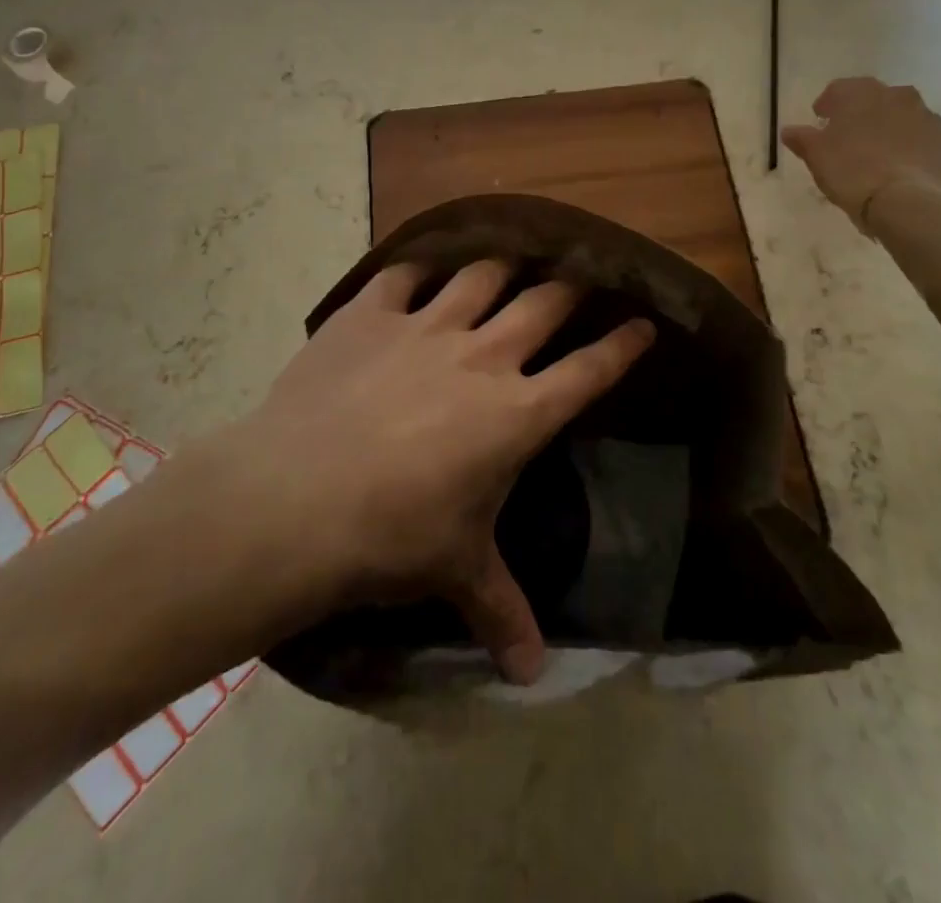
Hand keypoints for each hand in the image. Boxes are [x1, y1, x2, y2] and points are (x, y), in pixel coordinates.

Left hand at [244, 260, 653, 682]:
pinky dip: (414, 271)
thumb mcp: (457, 570)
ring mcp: (425, 326)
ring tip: (510, 263)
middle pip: (545, 304)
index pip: (590, 371)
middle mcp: (482, 355)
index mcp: (517, 413)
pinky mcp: (369, 315)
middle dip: (571, 289)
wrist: (297, 498)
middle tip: (581, 279)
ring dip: (501, 267)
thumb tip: (532, 676)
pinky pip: (401, 276)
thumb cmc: (393, 537)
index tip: (644, 324)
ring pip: (480, 276)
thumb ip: (501, 611)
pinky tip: (417, 272)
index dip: (622, 346)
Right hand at [781, 77, 940, 230]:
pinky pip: (928, 142)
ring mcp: (931, 119)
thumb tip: (789, 130)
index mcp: (863, 94)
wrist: (904, 202)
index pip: (841, 89)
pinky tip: (905, 170)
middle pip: (877, 100)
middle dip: (864, 115)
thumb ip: (802, 138)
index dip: (829, 104)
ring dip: (893, 131)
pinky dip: (916, 151)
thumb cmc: (850, 171)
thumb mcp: (816, 155)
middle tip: (851, 138)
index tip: (821, 121)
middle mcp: (900, 97)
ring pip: (906, 119)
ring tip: (880, 157)